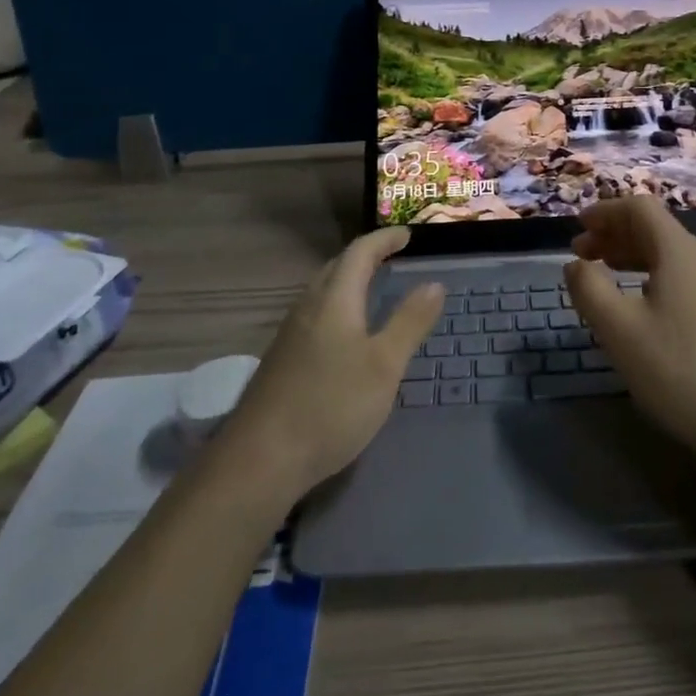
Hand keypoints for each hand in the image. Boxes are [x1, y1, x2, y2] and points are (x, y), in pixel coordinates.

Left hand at [216, 228, 442, 500]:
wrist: (261, 459)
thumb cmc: (331, 405)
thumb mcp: (384, 365)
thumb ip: (410, 322)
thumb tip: (434, 283)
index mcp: (334, 300)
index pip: (359, 252)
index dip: (384, 239)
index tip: (408, 236)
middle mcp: (308, 307)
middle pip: (336, 267)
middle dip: (365, 256)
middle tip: (392, 257)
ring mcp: (290, 335)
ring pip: (322, 291)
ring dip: (348, 281)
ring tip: (372, 289)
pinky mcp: (282, 360)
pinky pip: (314, 314)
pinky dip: (337, 306)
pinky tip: (345, 334)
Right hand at [565, 198, 695, 466]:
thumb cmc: (677, 370)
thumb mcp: (618, 329)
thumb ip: (589, 288)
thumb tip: (575, 264)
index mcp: (680, 253)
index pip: (640, 208)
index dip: (605, 211)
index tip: (577, 229)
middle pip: (656, 230)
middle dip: (614, 235)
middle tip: (580, 255)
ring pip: (670, 256)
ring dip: (632, 257)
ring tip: (604, 275)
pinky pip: (684, 279)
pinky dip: (652, 277)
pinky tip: (640, 306)